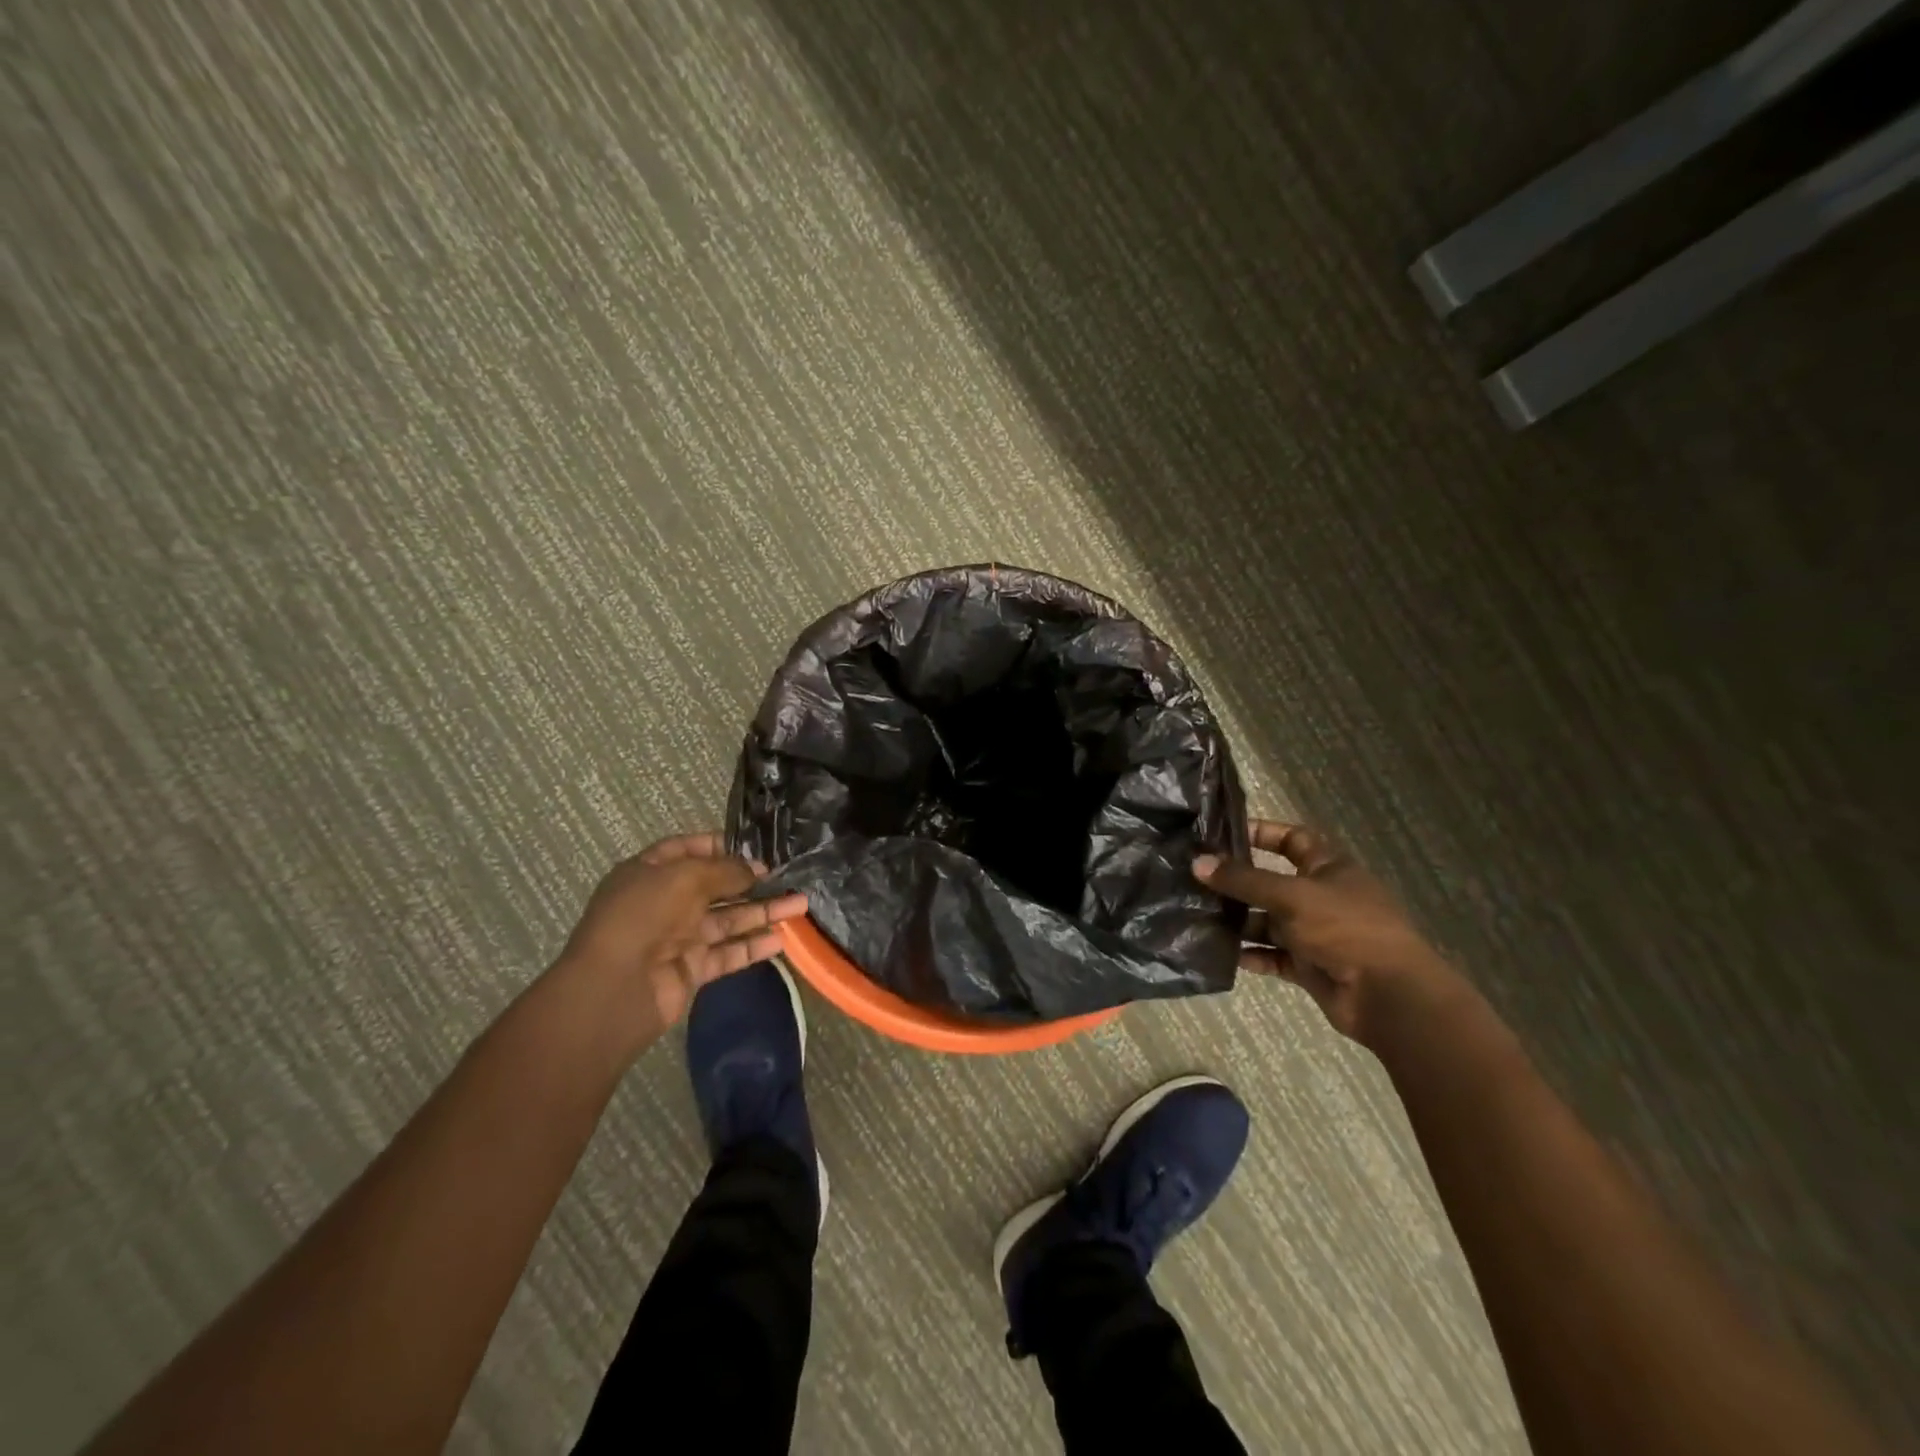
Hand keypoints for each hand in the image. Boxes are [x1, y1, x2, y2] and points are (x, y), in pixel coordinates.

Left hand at [558, 833, 807, 1045]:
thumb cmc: (645, 916)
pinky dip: (754, 947)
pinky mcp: (692, 969)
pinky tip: (782, 940)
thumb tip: (756, 870)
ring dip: (763, 912)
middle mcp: (665, 902)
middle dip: (751, 881)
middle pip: (715, 887)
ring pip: (728, 920)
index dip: (720, 846)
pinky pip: (728, 953)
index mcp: (651, 873)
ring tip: (801, 905)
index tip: (755, 847)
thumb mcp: (686, 877)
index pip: (688, 850)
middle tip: (787, 876)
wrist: (615, 988)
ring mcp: (679, 938)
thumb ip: (726, 870)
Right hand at [1195, 820, 1469, 1045]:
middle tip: (1196, 880)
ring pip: (1269, 922)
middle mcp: (1321, 897)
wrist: (1388, 996)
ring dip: (1239, 921)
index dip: (1262, 833)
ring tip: (1199, 917)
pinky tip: (1221, 954)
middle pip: (1272, 883)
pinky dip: (1252, 955)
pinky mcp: (1310, 966)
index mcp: (1329, 869)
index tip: (1222, 835)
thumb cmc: (1345, 929)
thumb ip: (1244, 880)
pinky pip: (1273, 956)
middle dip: (1238, 883)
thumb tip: (1198, 862)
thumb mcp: (1291, 896)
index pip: (1292, 839)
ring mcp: (1316, 933)